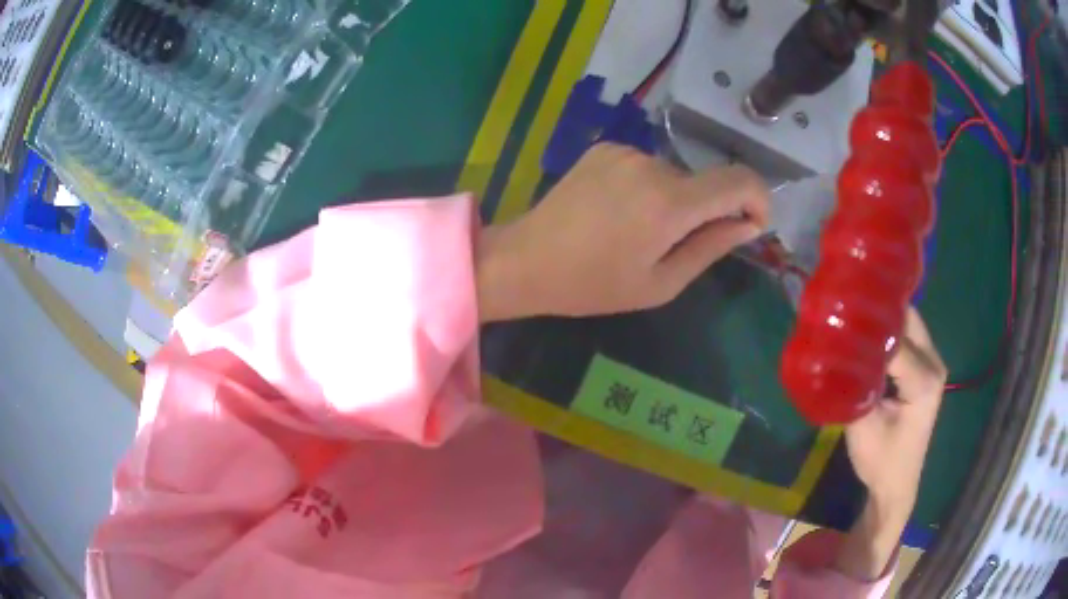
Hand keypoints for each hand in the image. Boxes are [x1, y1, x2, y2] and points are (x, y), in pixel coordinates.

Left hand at [476, 143, 768, 321]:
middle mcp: (651, 164)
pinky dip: (647, 188)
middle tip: (669, 247)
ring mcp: (624, 151)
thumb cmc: (594, 285)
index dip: (758, 198)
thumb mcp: (661, 283)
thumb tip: (748, 225)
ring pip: (674, 176)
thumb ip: (711, 248)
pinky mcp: (604, 147)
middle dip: (703, 213)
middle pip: (703, 183)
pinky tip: (617, 212)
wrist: (527, 259)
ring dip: (672, 202)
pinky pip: (646, 167)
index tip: (751, 224)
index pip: (740, 180)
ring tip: (635, 233)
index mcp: (669, 203)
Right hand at [836, 308, 946, 579]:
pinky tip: (867, 331)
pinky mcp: (925, 368)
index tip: (838, 310)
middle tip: (845, 302)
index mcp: (924, 380)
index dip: (868, 325)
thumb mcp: (863, 428)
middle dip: (878, 308)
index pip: (895, 339)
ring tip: (853, 311)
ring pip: (909, 323)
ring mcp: (932, 364)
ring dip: (883, 317)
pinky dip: (888, 330)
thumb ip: (854, 387)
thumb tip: (833, 351)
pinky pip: (908, 336)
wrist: (896, 484)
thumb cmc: (881, 461)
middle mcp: (934, 363)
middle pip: (908, 319)